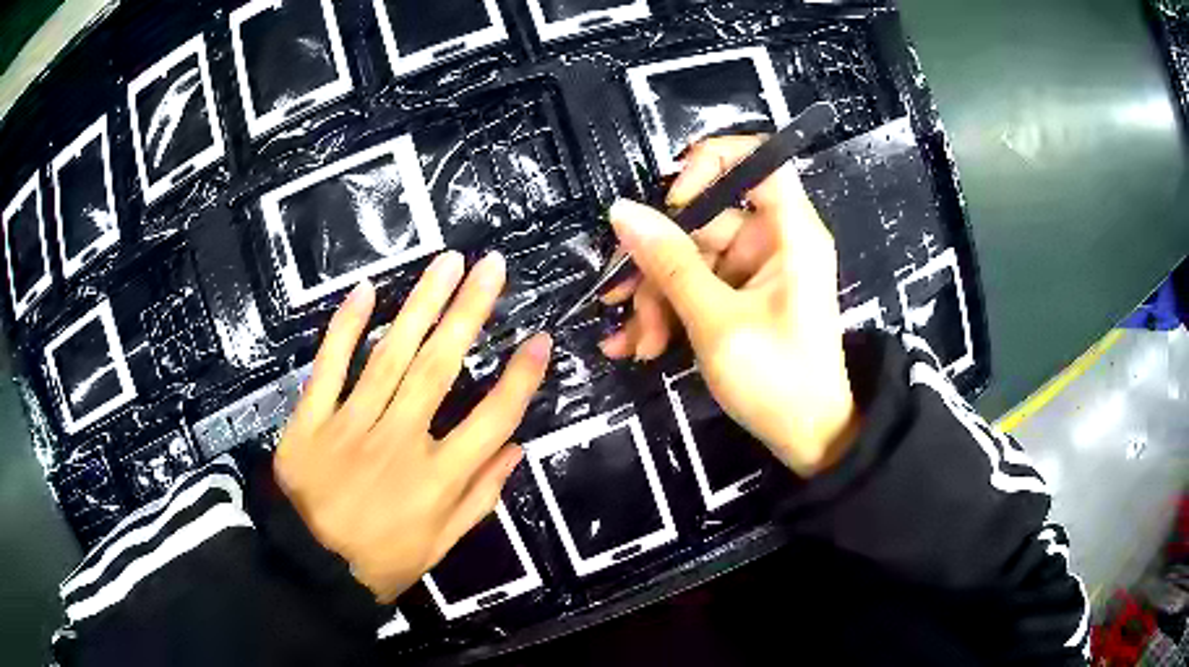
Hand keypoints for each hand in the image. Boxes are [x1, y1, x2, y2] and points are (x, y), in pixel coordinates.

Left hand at [273, 251, 551, 602]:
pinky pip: (330, 367)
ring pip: (389, 355)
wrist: (310, 568)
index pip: (492, 419)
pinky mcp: (312, 420)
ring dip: (420, 304)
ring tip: (445, 263)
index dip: (520, 378)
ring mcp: (351, 425)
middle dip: (469, 312)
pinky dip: (345, 328)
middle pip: (439, 367)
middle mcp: (400, 442)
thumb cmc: (382, 561)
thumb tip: (516, 450)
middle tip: (490, 266)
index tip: (539, 338)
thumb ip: (479, 497)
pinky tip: (366, 291)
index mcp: (437, 479)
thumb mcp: (441, 545)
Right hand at [601, 137, 858, 475]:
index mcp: (789, 232)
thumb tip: (623, 212)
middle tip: (622, 299)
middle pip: (706, 220)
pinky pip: (697, 287)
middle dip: (659, 262)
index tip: (673, 201)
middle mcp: (773, 241)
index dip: (712, 164)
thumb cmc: (777, 380)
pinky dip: (669, 311)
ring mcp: (755, 271)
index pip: (758, 159)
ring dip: (657, 297)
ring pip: (691, 259)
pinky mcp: (742, 297)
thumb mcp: (716, 322)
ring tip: (637, 342)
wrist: (808, 438)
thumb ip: (670, 264)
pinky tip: (640, 344)